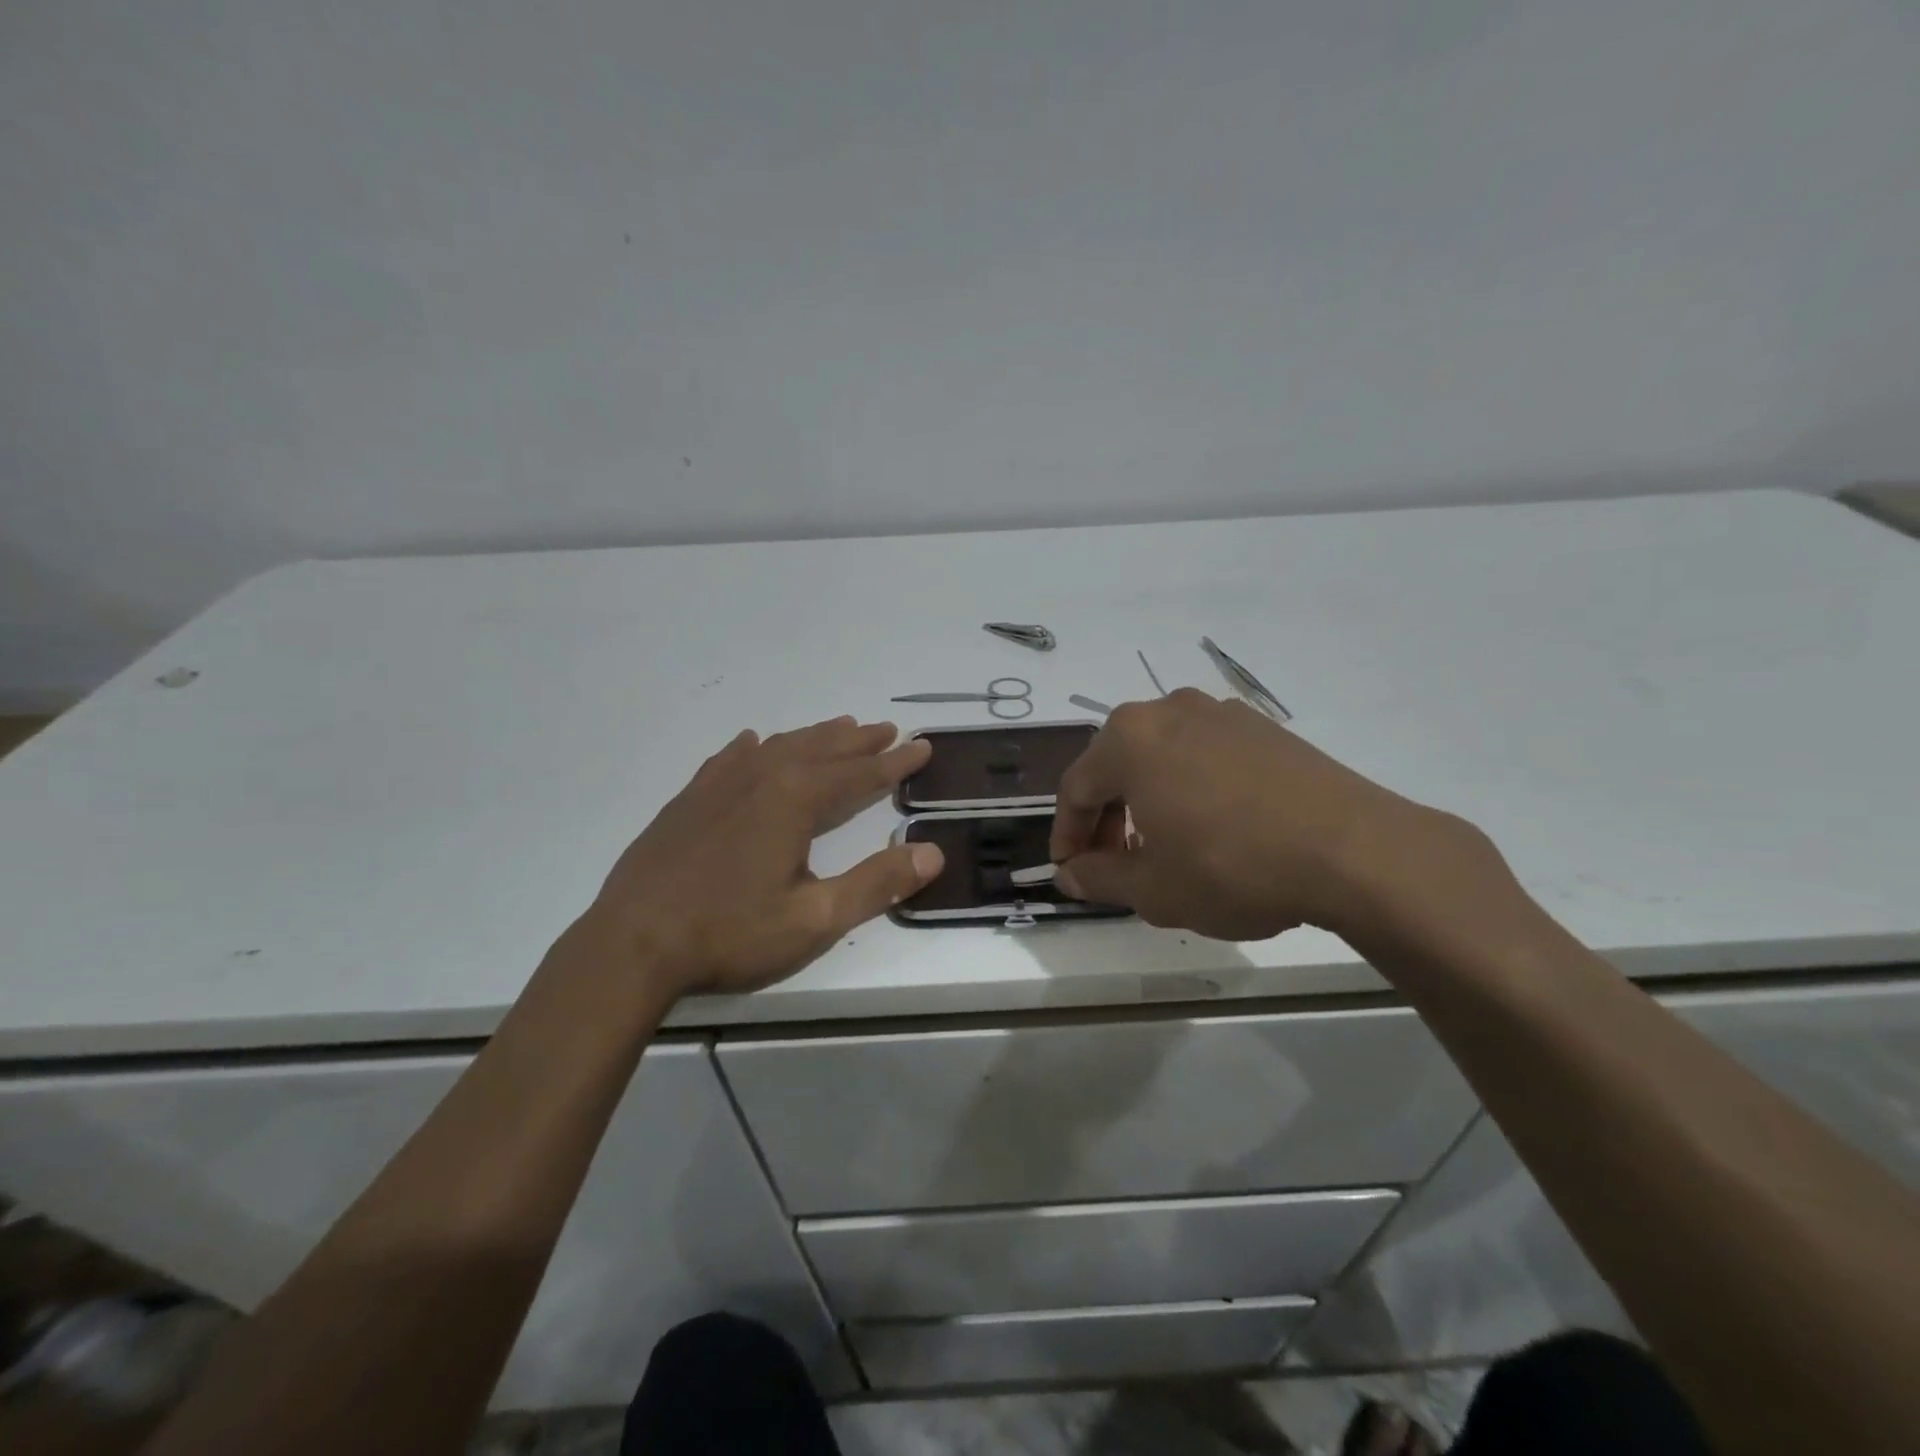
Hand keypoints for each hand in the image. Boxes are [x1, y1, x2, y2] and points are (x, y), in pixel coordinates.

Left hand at [589, 717, 942, 997]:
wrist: (631, 944)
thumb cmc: (730, 933)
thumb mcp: (815, 918)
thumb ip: (877, 884)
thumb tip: (933, 853)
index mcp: (795, 800)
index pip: (860, 774)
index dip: (895, 762)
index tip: (923, 747)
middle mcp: (762, 777)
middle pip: (822, 750)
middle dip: (859, 741)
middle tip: (887, 730)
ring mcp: (720, 785)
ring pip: (779, 746)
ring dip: (815, 737)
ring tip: (840, 727)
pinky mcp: (689, 799)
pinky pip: (729, 758)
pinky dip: (753, 747)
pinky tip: (753, 743)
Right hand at [1050, 690, 1482, 941]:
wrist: (1354, 849)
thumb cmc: (1232, 867)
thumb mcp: (1153, 889)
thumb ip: (1099, 878)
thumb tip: (1069, 875)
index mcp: (1129, 739)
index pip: (1077, 788)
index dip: (1067, 834)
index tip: (1070, 871)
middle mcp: (1167, 711)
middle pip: (1116, 766)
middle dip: (1107, 817)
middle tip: (1113, 863)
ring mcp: (1219, 713)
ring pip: (1160, 757)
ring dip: (1148, 801)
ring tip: (1162, 848)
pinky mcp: (1262, 727)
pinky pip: (1203, 754)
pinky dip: (1189, 787)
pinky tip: (1210, 827)